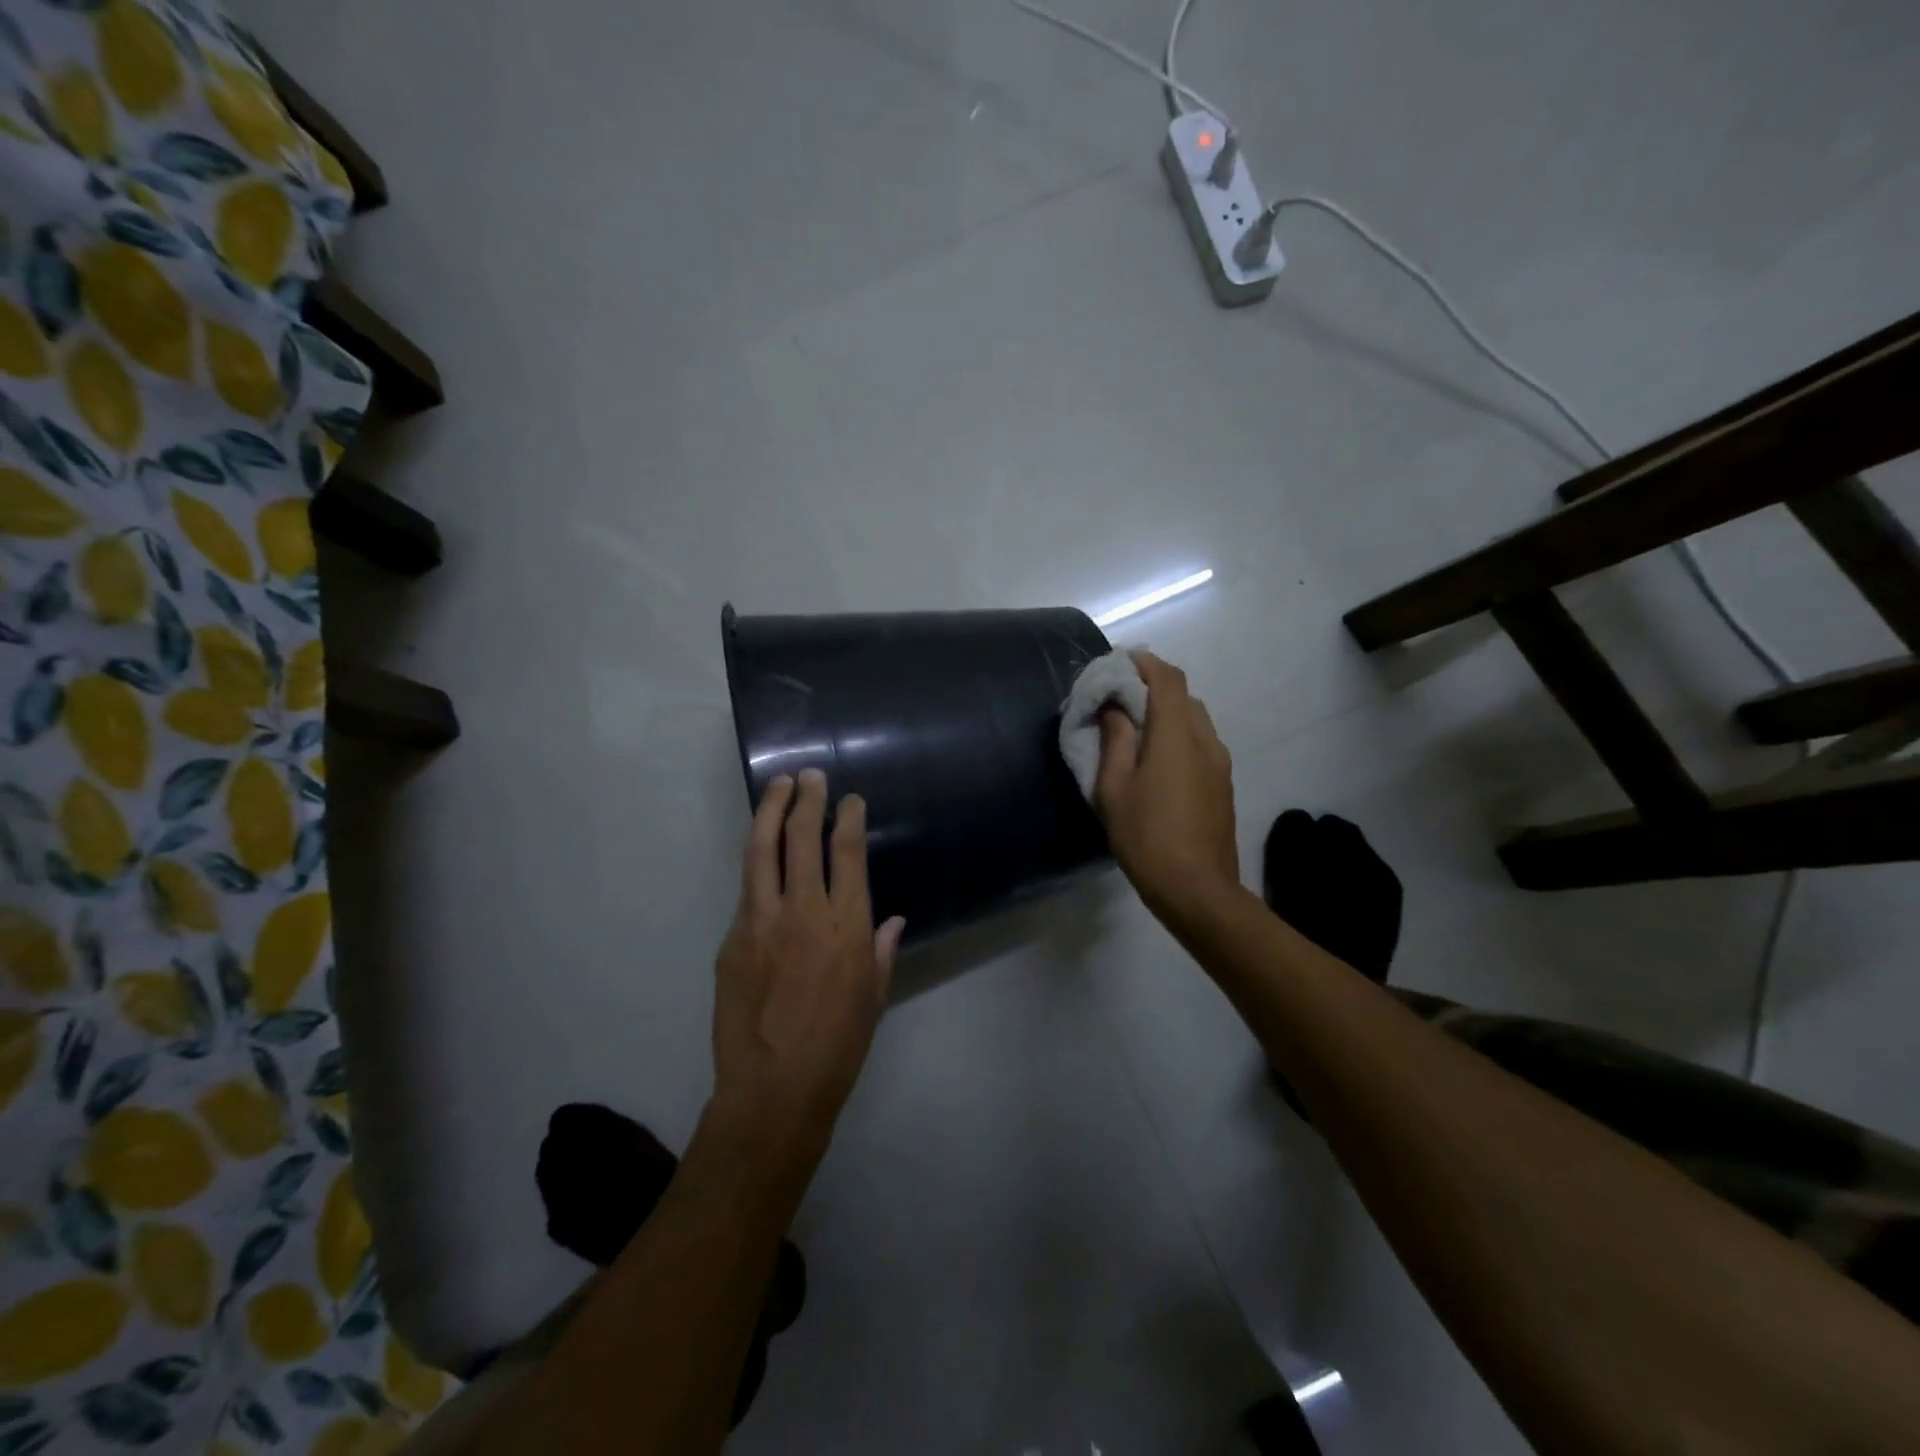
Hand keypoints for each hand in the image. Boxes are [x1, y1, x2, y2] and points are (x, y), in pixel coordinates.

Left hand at [709, 769, 905, 1169]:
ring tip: (777, 786)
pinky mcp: (732, 938)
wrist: (773, 1088)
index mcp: (847, 925)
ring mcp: (761, 921)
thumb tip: (891, 920)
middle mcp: (804, 911)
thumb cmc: (838, 1046)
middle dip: (807, 799)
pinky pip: (746, 889)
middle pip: (802, 838)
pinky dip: (756, 862)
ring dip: (771, 812)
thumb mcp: (874, 998)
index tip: (849, 799)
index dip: (848, 817)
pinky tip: (761, 853)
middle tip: (809, 776)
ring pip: (762, 850)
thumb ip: (881, 951)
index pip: (848, 852)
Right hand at [1094, 652, 1240, 924]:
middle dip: (1152, 688)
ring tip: (1134, 732)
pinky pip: (1200, 743)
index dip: (1144, 663)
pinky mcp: (1223, 783)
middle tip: (1118, 701)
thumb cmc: (1146, 837)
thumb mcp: (1114, 789)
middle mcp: (1205, 739)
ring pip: (1194, 720)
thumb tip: (1115, 708)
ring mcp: (1220, 762)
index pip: (1167, 678)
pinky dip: (1178, 736)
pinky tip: (1155, 761)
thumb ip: (1115, 741)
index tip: (1118, 665)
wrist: (1198, 889)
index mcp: (1177, 734)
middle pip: (1183, 696)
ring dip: (1166, 714)